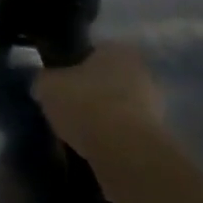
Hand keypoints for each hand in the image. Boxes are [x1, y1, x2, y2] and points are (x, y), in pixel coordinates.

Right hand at [32, 42, 166, 158]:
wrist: (124, 152)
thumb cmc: (84, 104)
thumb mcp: (47, 85)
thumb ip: (45, 80)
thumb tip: (43, 86)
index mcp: (117, 49)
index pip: (91, 52)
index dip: (72, 67)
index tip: (60, 85)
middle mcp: (141, 72)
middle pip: (107, 81)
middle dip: (91, 94)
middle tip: (68, 110)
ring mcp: (155, 107)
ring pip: (118, 109)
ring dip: (103, 120)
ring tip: (78, 136)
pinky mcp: (158, 140)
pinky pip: (126, 135)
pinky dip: (112, 142)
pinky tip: (94, 151)